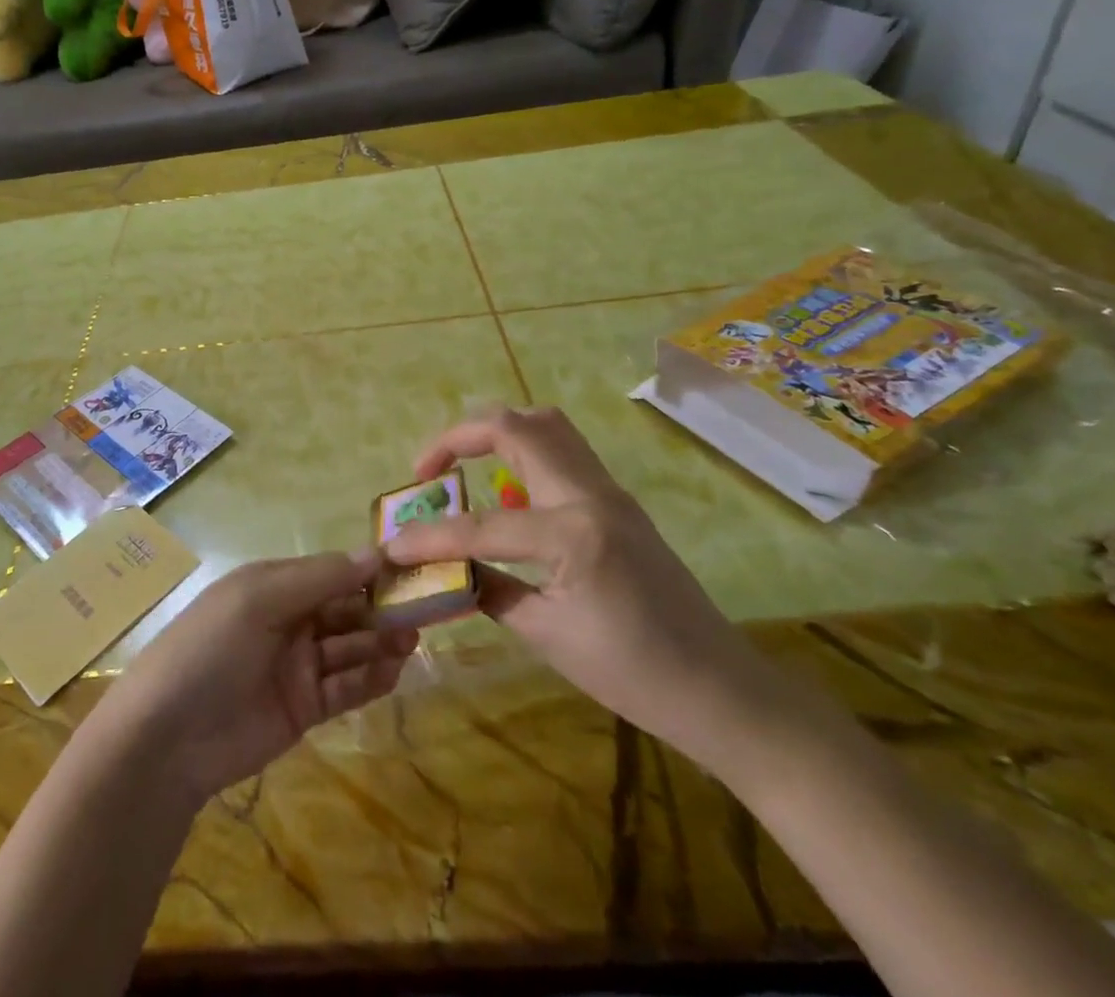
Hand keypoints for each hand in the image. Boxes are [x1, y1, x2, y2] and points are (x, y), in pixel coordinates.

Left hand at [99, 550, 416, 805]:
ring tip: (413, 639)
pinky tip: (395, 670)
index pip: (330, 571)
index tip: (410, 569)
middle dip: (380, 607)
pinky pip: (345, 687)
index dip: (367, 570)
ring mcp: (296, 665)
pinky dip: (370, 678)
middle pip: (345, 608)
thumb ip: (318, 578)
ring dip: (380, 641)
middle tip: (423, 609)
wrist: (166, 738)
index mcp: (273, 585)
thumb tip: (375, 553)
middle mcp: (288, 620)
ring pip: (350, 646)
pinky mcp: (304, 708)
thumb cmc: (209, 648)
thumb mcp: (259, 600)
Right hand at [386, 407, 786, 768]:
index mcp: (573, 534)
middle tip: (428, 470)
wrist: (722, 690)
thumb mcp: (548, 637)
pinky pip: (562, 450)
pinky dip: (523, 452)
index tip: (393, 545)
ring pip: (544, 424)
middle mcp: (591, 494)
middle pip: (515, 426)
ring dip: (495, 432)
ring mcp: (609, 491)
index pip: (482, 525)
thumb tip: (446, 570)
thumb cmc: (634, 676)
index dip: (430, 536)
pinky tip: (506, 492)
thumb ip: (489, 590)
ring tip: (463, 467)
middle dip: (459, 437)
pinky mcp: (617, 500)